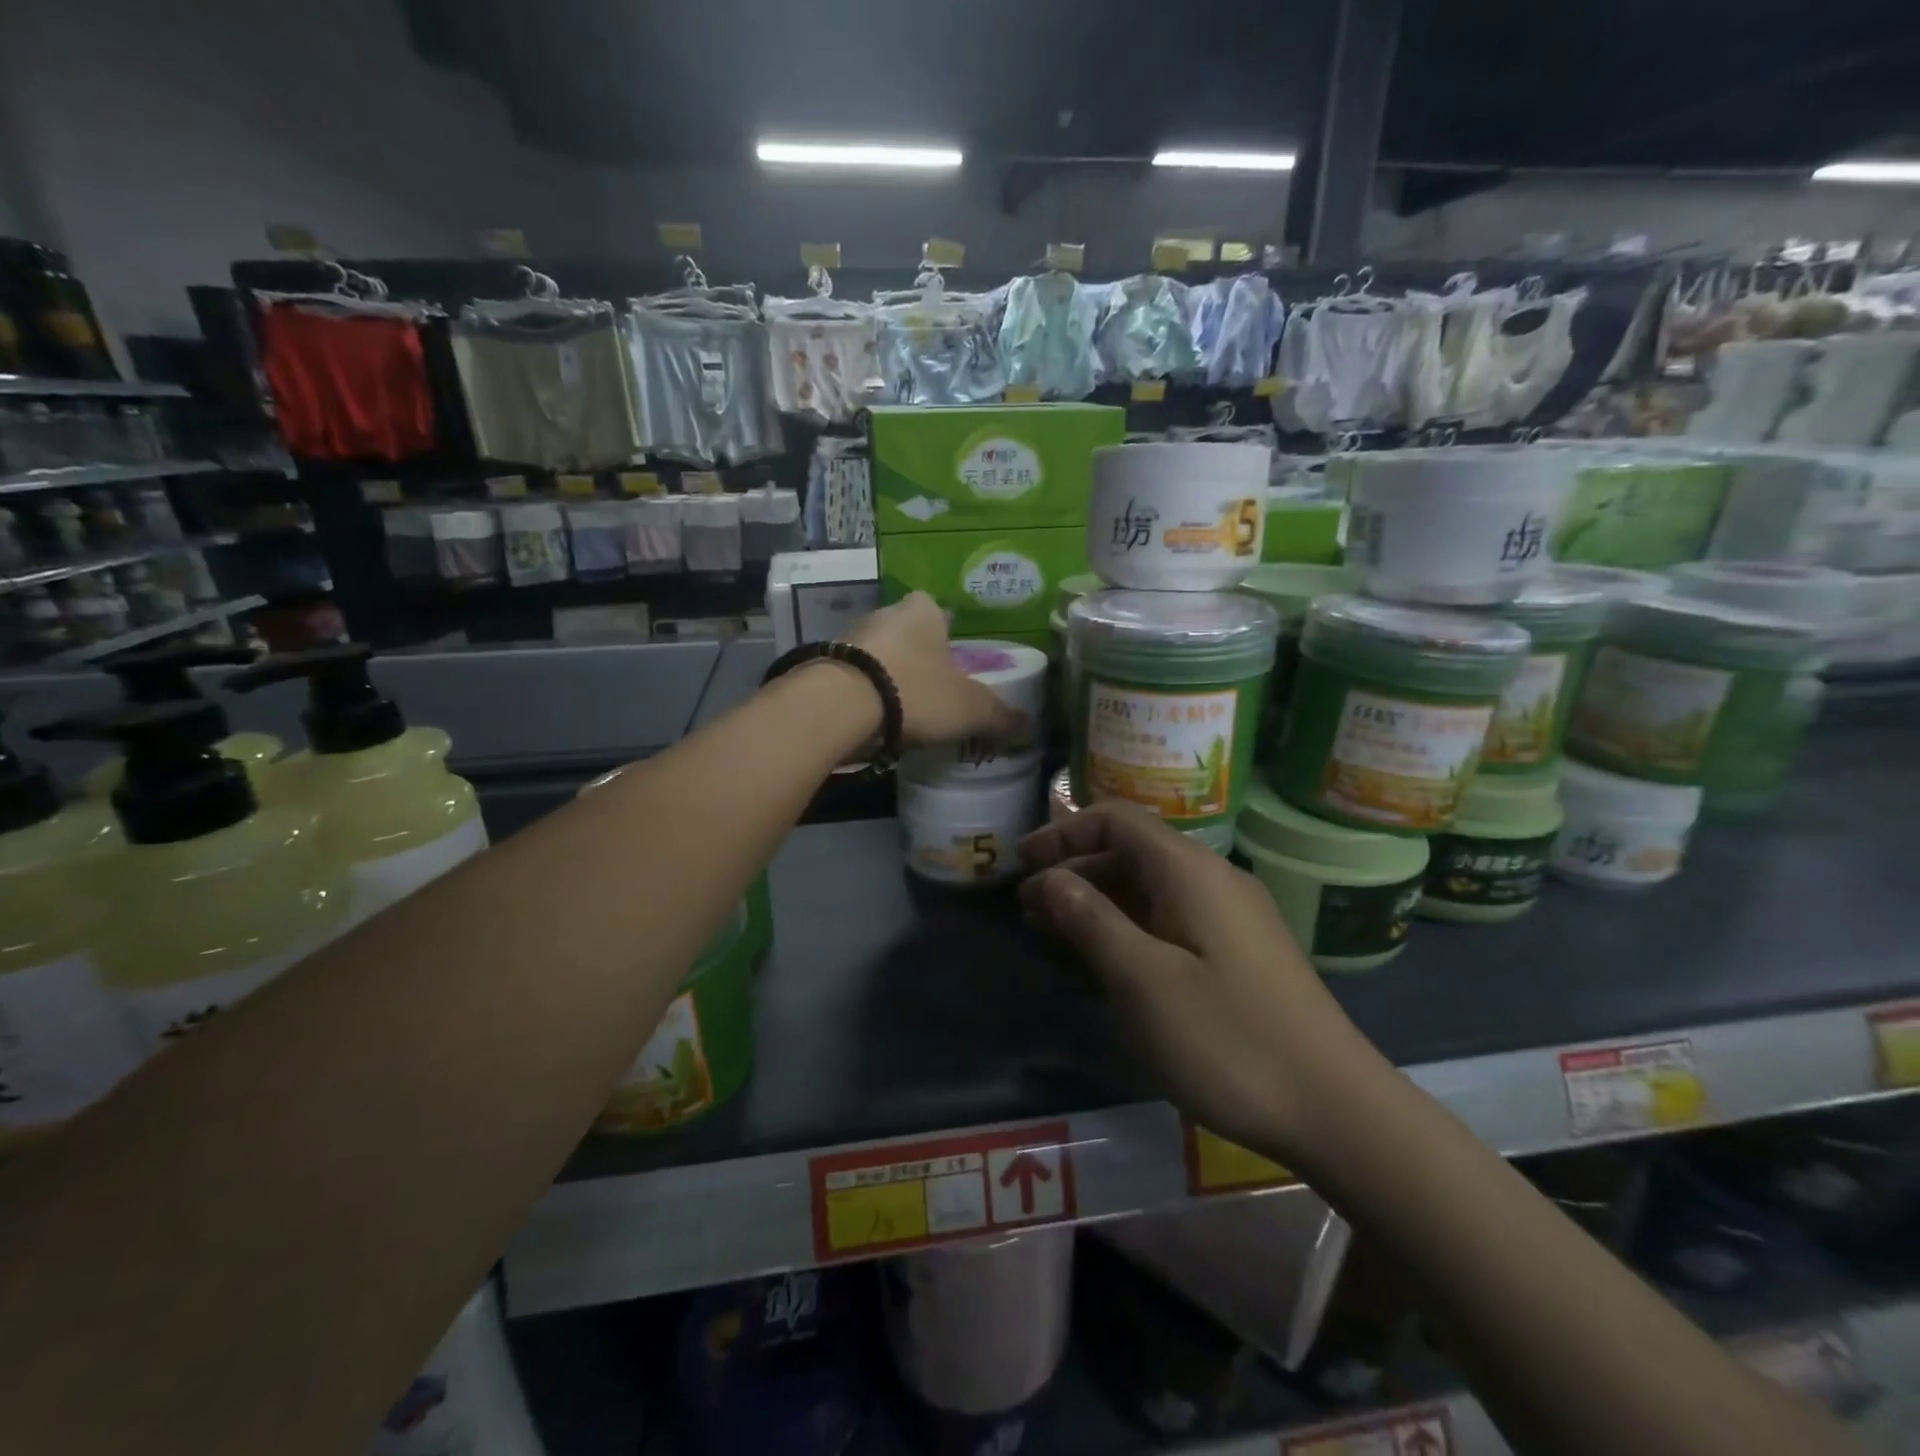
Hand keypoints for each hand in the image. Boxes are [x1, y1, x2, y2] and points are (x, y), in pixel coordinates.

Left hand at [850, 593, 1029, 748]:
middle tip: (934, 690)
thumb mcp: (970, 708)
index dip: (949, 635)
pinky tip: (875, 719)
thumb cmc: (915, 690)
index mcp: (923, 610)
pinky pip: (855, 678)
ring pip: (879, 656)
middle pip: (908, 634)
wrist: (839, 706)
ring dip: (890, 676)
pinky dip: (866, 695)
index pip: (939, 611)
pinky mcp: (824, 666)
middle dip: (919, 658)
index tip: (954, 662)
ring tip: (904, 710)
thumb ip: (1001, 716)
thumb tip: (1032, 728)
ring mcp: (850, 638)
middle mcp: (884, 614)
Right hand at [1019, 800, 1380, 1166]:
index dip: (1063, 834)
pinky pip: (1170, 921)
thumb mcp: (1141, 979)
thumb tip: (1049, 878)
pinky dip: (1129, 930)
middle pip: (1130, 853)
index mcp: (1189, 870)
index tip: (1021, 864)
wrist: (1337, 1110)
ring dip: (1098, 903)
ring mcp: (1230, 918)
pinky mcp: (1239, 954)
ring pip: (1149, 890)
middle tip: (1028, 910)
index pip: (1116, 820)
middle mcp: (1212, 880)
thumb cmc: (1227, 1038)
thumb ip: (1089, 919)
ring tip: (1054, 935)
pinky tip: (1105, 963)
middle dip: (1074, 872)